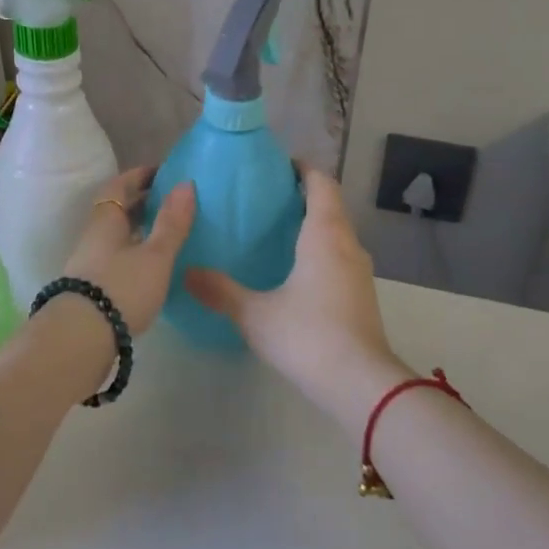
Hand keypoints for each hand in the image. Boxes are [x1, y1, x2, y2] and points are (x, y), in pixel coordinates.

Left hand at [60, 167, 195, 335]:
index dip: (141, 175)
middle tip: (173, 202)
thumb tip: (186, 183)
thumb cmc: (121, 287)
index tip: (164, 172)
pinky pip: (117, 258)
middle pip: (117, 210)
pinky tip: (153, 266)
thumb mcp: (155, 255)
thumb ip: (172, 222)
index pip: (120, 185)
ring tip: (168, 233)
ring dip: (140, 230)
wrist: (80, 338)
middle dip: (143, 202)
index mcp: (106, 219)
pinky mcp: (93, 287)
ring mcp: (90, 263)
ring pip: (117, 236)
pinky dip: (136, 253)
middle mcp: (94, 236)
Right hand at [185, 165, 410, 431]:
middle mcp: (347, 244)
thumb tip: (186, 273)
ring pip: (338, 233)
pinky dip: (321, 250)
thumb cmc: (306, 335)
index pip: (321, 183)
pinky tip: (296, 270)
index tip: (278, 166)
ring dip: (314, 224)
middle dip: (304, 195)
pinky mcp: (362, 295)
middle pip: (330, 205)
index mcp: (324, 234)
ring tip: (278, 231)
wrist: (359, 382)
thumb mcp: (254, 314)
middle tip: (267, 199)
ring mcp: (360, 271)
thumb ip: (220, 291)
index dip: (302, 169)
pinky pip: (340, 256)